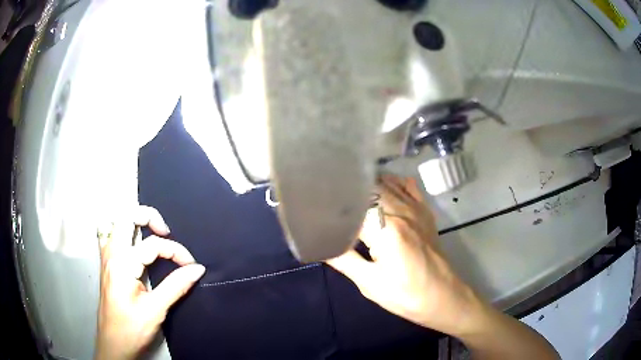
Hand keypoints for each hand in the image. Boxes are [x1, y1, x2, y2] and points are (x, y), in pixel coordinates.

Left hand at [95, 206, 204, 359]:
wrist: (113, 344)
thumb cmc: (132, 329)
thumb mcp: (155, 310)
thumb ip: (176, 286)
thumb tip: (197, 269)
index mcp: (122, 264)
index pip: (152, 245)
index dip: (176, 252)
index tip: (191, 267)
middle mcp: (111, 254)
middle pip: (126, 216)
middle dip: (149, 216)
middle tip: (166, 232)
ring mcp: (106, 257)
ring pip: (115, 221)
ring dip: (134, 221)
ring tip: (151, 232)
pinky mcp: (106, 264)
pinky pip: (110, 234)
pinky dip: (122, 230)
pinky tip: (132, 241)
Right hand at [327, 175, 483, 336]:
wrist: (443, 297)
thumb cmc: (406, 295)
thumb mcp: (370, 284)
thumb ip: (343, 260)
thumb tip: (318, 244)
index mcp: (386, 229)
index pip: (352, 203)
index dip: (332, 202)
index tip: (316, 203)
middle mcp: (401, 210)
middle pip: (367, 186)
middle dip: (346, 190)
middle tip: (328, 198)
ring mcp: (416, 208)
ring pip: (385, 182)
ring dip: (365, 185)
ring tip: (347, 193)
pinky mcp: (424, 211)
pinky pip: (406, 184)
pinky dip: (390, 182)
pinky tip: (379, 191)